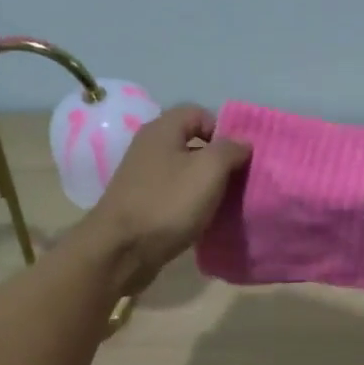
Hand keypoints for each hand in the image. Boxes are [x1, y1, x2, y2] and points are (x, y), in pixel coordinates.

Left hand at [84, 105, 250, 294]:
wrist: (121, 250)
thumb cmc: (167, 203)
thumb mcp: (208, 170)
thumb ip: (230, 150)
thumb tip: (242, 143)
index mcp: (162, 130)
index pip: (200, 113)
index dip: (224, 130)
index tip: (241, 156)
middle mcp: (149, 147)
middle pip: (192, 143)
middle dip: (218, 160)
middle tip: (240, 180)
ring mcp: (143, 177)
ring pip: (184, 171)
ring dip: (206, 185)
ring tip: (226, 202)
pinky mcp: (142, 203)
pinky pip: (174, 194)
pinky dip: (190, 203)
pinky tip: (203, 218)